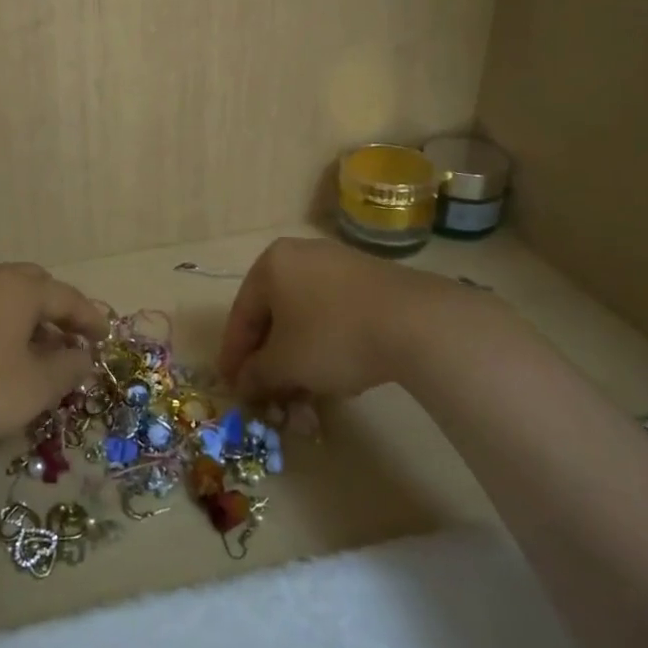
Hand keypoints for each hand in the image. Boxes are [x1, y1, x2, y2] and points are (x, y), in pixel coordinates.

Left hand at [0, 263, 106, 451]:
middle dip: (52, 309)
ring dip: (18, 317)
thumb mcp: (33, 388)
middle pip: (30, 285)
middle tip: (64, 336)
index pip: (67, 298)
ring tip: (25, 349)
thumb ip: (67, 368)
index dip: (90, 319)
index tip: (104, 338)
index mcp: (18, 289)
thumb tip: (82, 356)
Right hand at [216, 237, 508, 399]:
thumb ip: (257, 374)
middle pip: (274, 314)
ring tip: (304, 392)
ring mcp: (339, 264)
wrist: (414, 322)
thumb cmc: (333, 336)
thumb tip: (245, 383)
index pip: (242, 314)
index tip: (232, 387)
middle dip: (270, 359)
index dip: (234, 355)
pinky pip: (334, 314)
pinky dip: (326, 344)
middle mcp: (301, 255)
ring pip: (306, 317)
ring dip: (299, 356)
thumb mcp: (285, 363)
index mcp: (271, 264)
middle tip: (269, 392)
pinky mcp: (371, 280)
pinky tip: (336, 374)